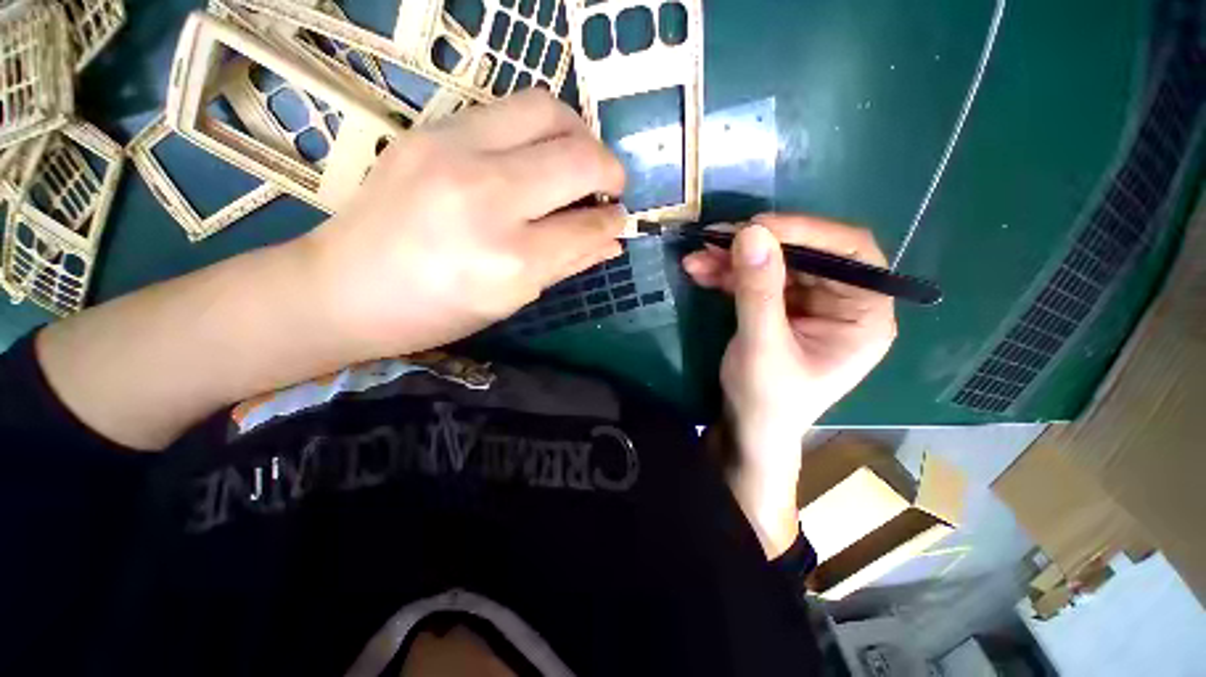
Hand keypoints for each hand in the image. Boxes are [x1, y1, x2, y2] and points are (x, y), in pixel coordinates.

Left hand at [303, 90, 626, 360]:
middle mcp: (488, 198)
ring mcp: (455, 152)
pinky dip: (539, 131)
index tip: (619, 220)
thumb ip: (569, 263)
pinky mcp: (432, 130)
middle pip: (579, 157)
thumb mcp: (512, 299)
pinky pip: (509, 112)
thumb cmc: (436, 310)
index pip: (588, 225)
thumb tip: (613, 240)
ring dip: (579, 135)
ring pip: (548, 111)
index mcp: (510, 259)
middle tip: (609, 187)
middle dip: (610, 170)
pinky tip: (535, 157)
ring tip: (578, 162)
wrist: (345, 286)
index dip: (614, 221)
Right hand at [683, 214, 896, 555]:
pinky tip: (699, 271)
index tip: (757, 226)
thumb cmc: (767, 400)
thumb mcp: (762, 347)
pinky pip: (754, 278)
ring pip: (773, 263)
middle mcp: (841, 302)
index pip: (850, 253)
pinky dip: (726, 273)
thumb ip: (758, 292)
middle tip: (715, 239)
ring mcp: (807, 303)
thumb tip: (750, 233)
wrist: (747, 428)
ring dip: (732, 259)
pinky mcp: (778, 306)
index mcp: (863, 315)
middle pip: (804, 254)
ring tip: (695, 258)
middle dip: (756, 247)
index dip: (807, 232)